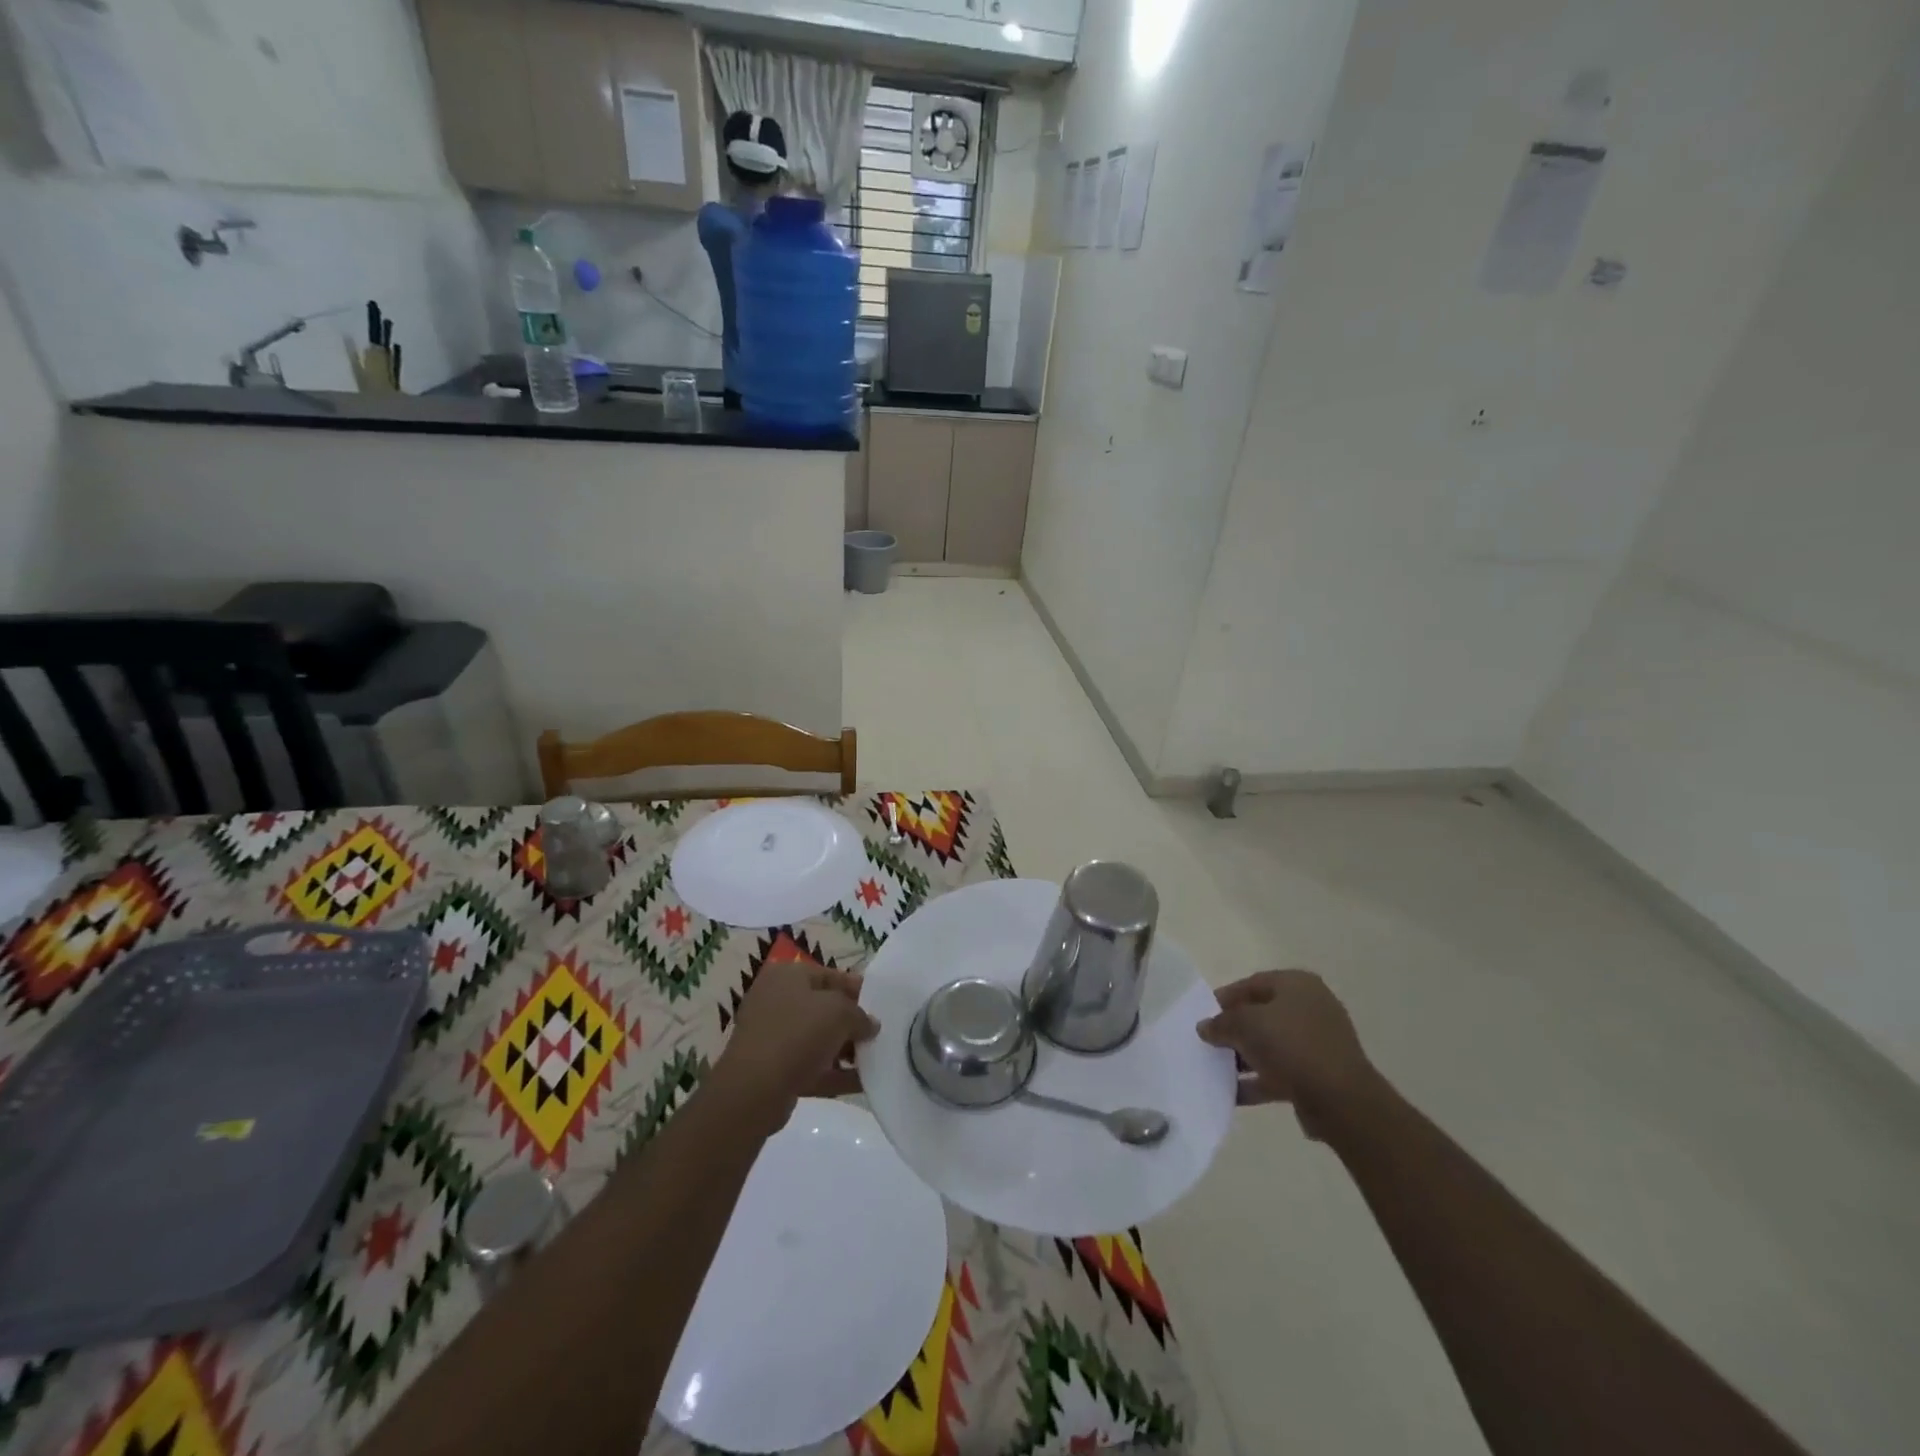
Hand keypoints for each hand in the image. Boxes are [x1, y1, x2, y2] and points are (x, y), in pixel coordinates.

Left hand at [707, 960, 879, 1133]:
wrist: (754, 1091)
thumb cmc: (797, 1034)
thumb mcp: (839, 1012)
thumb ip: (860, 1015)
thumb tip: (870, 1024)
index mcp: (786, 976)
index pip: (829, 975)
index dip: (856, 988)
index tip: (881, 1003)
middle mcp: (775, 1001)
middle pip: (823, 1008)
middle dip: (852, 1022)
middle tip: (878, 1034)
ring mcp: (772, 1037)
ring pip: (817, 1039)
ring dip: (846, 1050)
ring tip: (875, 1060)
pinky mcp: (773, 1071)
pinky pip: (811, 1066)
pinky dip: (835, 1073)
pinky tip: (863, 1082)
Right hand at [1197, 969, 1379, 1139]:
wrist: (1340, 1100)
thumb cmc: (1290, 1045)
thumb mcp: (1244, 1025)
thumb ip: (1221, 1023)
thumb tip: (1205, 1027)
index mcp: (1297, 985)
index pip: (1252, 984)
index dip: (1225, 998)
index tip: (1203, 1015)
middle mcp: (1310, 1008)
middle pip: (1262, 1014)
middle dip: (1234, 1029)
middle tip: (1209, 1042)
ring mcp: (1318, 1043)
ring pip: (1271, 1045)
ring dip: (1244, 1057)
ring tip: (1217, 1069)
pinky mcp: (1319, 1075)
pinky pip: (1280, 1072)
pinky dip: (1258, 1080)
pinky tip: (1233, 1094)